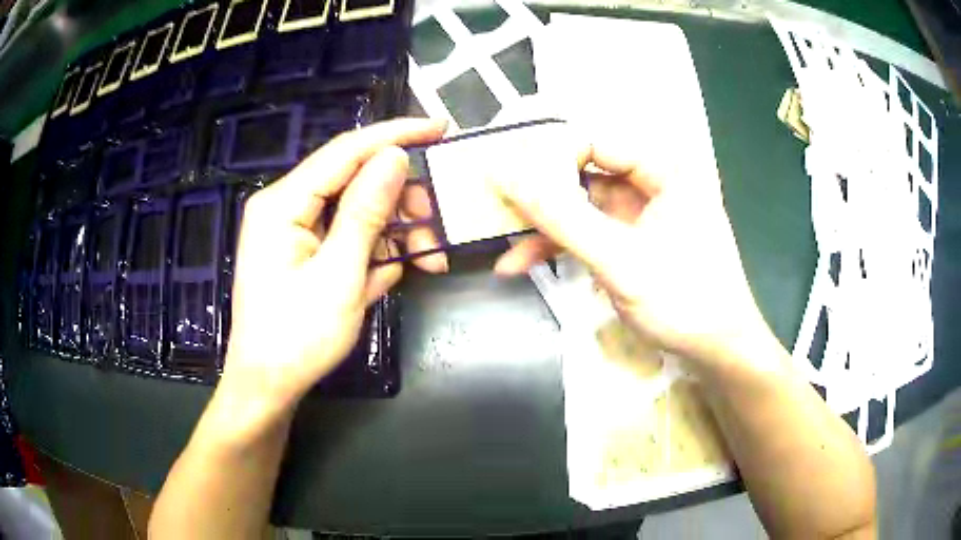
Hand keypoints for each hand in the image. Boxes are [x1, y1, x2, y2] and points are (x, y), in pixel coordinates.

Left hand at [221, 118, 446, 420]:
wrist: (268, 387)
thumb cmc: (296, 339)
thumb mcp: (338, 277)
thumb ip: (366, 213)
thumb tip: (395, 156)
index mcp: (283, 204)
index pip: (346, 151)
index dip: (395, 134)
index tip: (441, 127)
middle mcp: (287, 206)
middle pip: (355, 180)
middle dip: (403, 201)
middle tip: (439, 229)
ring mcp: (297, 230)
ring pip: (358, 210)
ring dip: (397, 231)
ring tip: (429, 260)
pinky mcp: (307, 251)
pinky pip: (349, 236)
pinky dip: (378, 250)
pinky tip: (398, 270)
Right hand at [492, 141, 772, 366]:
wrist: (717, 349)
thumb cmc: (685, 302)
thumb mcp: (621, 261)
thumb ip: (563, 218)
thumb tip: (506, 174)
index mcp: (664, 166)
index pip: (591, 139)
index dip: (545, 155)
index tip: (502, 178)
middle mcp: (652, 177)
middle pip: (582, 167)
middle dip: (539, 191)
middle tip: (494, 202)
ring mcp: (640, 207)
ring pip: (580, 201)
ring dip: (543, 225)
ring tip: (503, 245)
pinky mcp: (631, 234)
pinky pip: (588, 227)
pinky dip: (558, 244)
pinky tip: (523, 262)